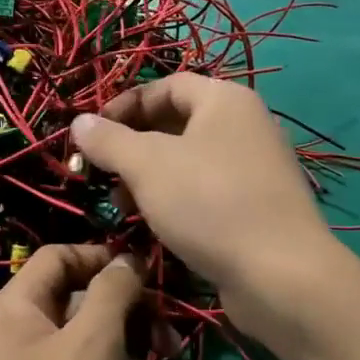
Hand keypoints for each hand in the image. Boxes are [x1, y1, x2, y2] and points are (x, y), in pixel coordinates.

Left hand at [0, 244, 194, 359]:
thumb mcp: (94, 342)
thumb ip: (115, 290)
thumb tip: (127, 259)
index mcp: (18, 309)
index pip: (60, 258)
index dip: (104, 258)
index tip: (147, 273)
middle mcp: (27, 338)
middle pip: (93, 311)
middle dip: (142, 333)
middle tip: (174, 347)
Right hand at [71, 75, 334, 335]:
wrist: (280, 274)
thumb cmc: (209, 203)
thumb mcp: (147, 166)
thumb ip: (109, 140)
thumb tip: (79, 121)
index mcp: (225, 100)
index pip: (166, 85)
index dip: (124, 105)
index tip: (92, 134)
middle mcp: (246, 125)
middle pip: (177, 122)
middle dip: (133, 146)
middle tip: (105, 174)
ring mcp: (256, 167)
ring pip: (189, 160)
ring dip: (150, 177)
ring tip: (124, 206)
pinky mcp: (258, 205)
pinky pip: (207, 190)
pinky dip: (177, 199)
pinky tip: (157, 226)